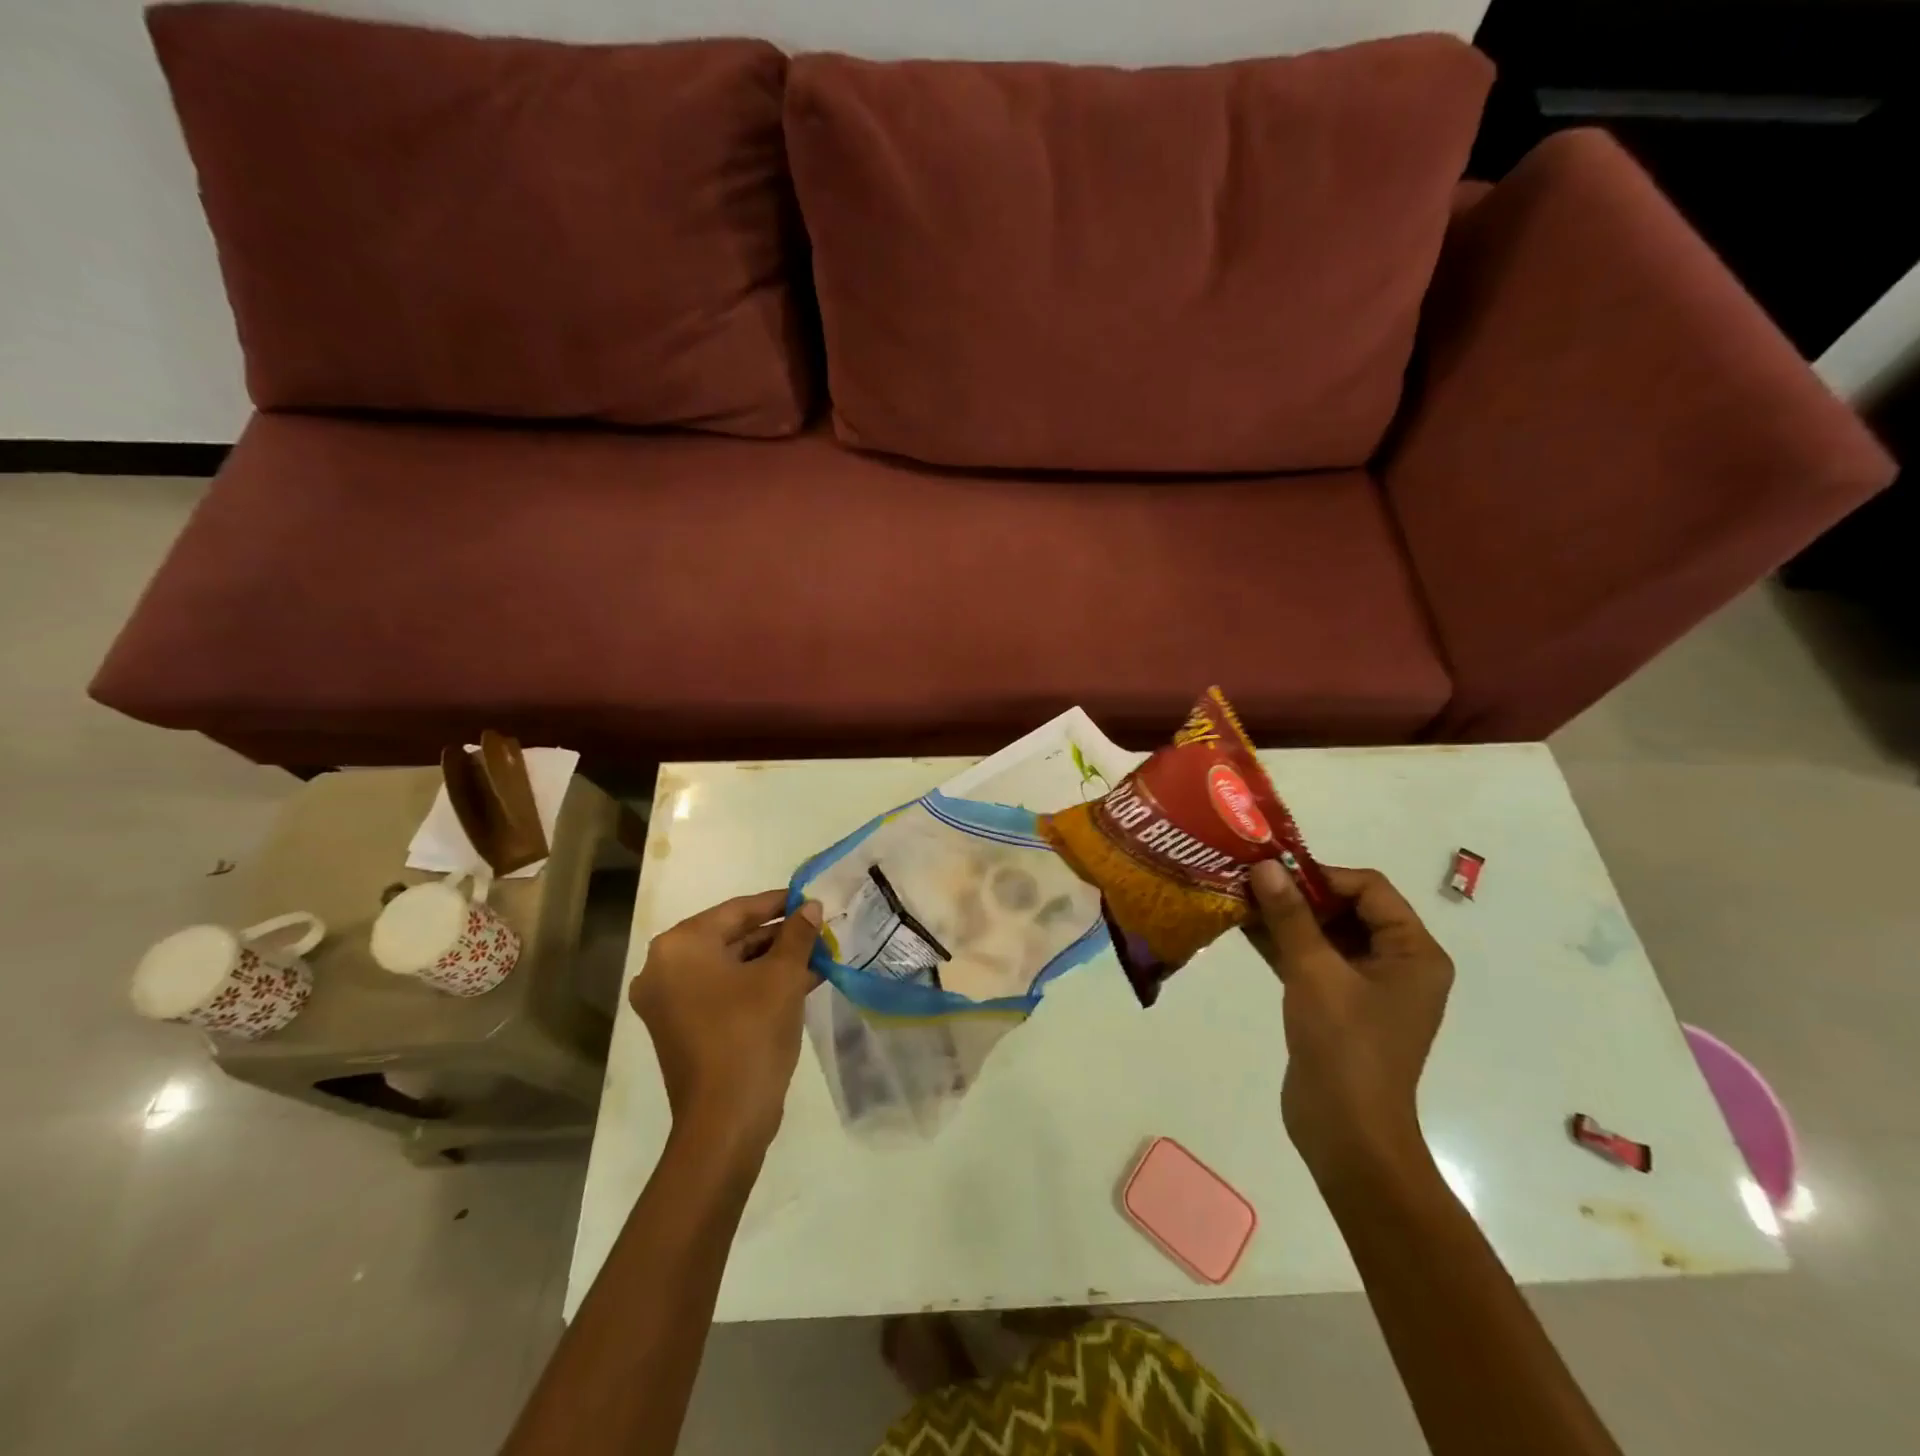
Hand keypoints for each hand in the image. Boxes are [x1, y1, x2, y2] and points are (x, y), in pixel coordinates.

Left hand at [628, 890, 822, 1161]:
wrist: (725, 1121)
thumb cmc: (751, 1034)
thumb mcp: (783, 977)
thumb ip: (797, 934)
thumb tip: (810, 906)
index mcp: (680, 947)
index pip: (736, 910)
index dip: (778, 903)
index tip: (810, 899)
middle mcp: (663, 968)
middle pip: (730, 937)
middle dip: (777, 935)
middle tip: (817, 930)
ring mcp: (668, 1001)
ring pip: (729, 966)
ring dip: (771, 961)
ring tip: (816, 956)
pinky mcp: (680, 1027)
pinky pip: (722, 991)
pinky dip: (755, 985)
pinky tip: (798, 982)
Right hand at [1246, 861, 1452, 1184]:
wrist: (1346, 1132)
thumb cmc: (1345, 1046)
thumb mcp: (1315, 972)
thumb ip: (1290, 916)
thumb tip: (1265, 865)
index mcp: (1413, 952)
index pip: (1369, 888)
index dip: (1322, 874)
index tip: (1273, 870)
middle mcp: (1396, 962)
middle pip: (1347, 907)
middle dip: (1298, 892)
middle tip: (1250, 878)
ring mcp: (1366, 985)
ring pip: (1324, 932)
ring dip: (1285, 915)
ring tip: (1238, 895)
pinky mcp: (1337, 1004)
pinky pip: (1311, 958)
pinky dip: (1281, 942)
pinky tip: (1242, 924)